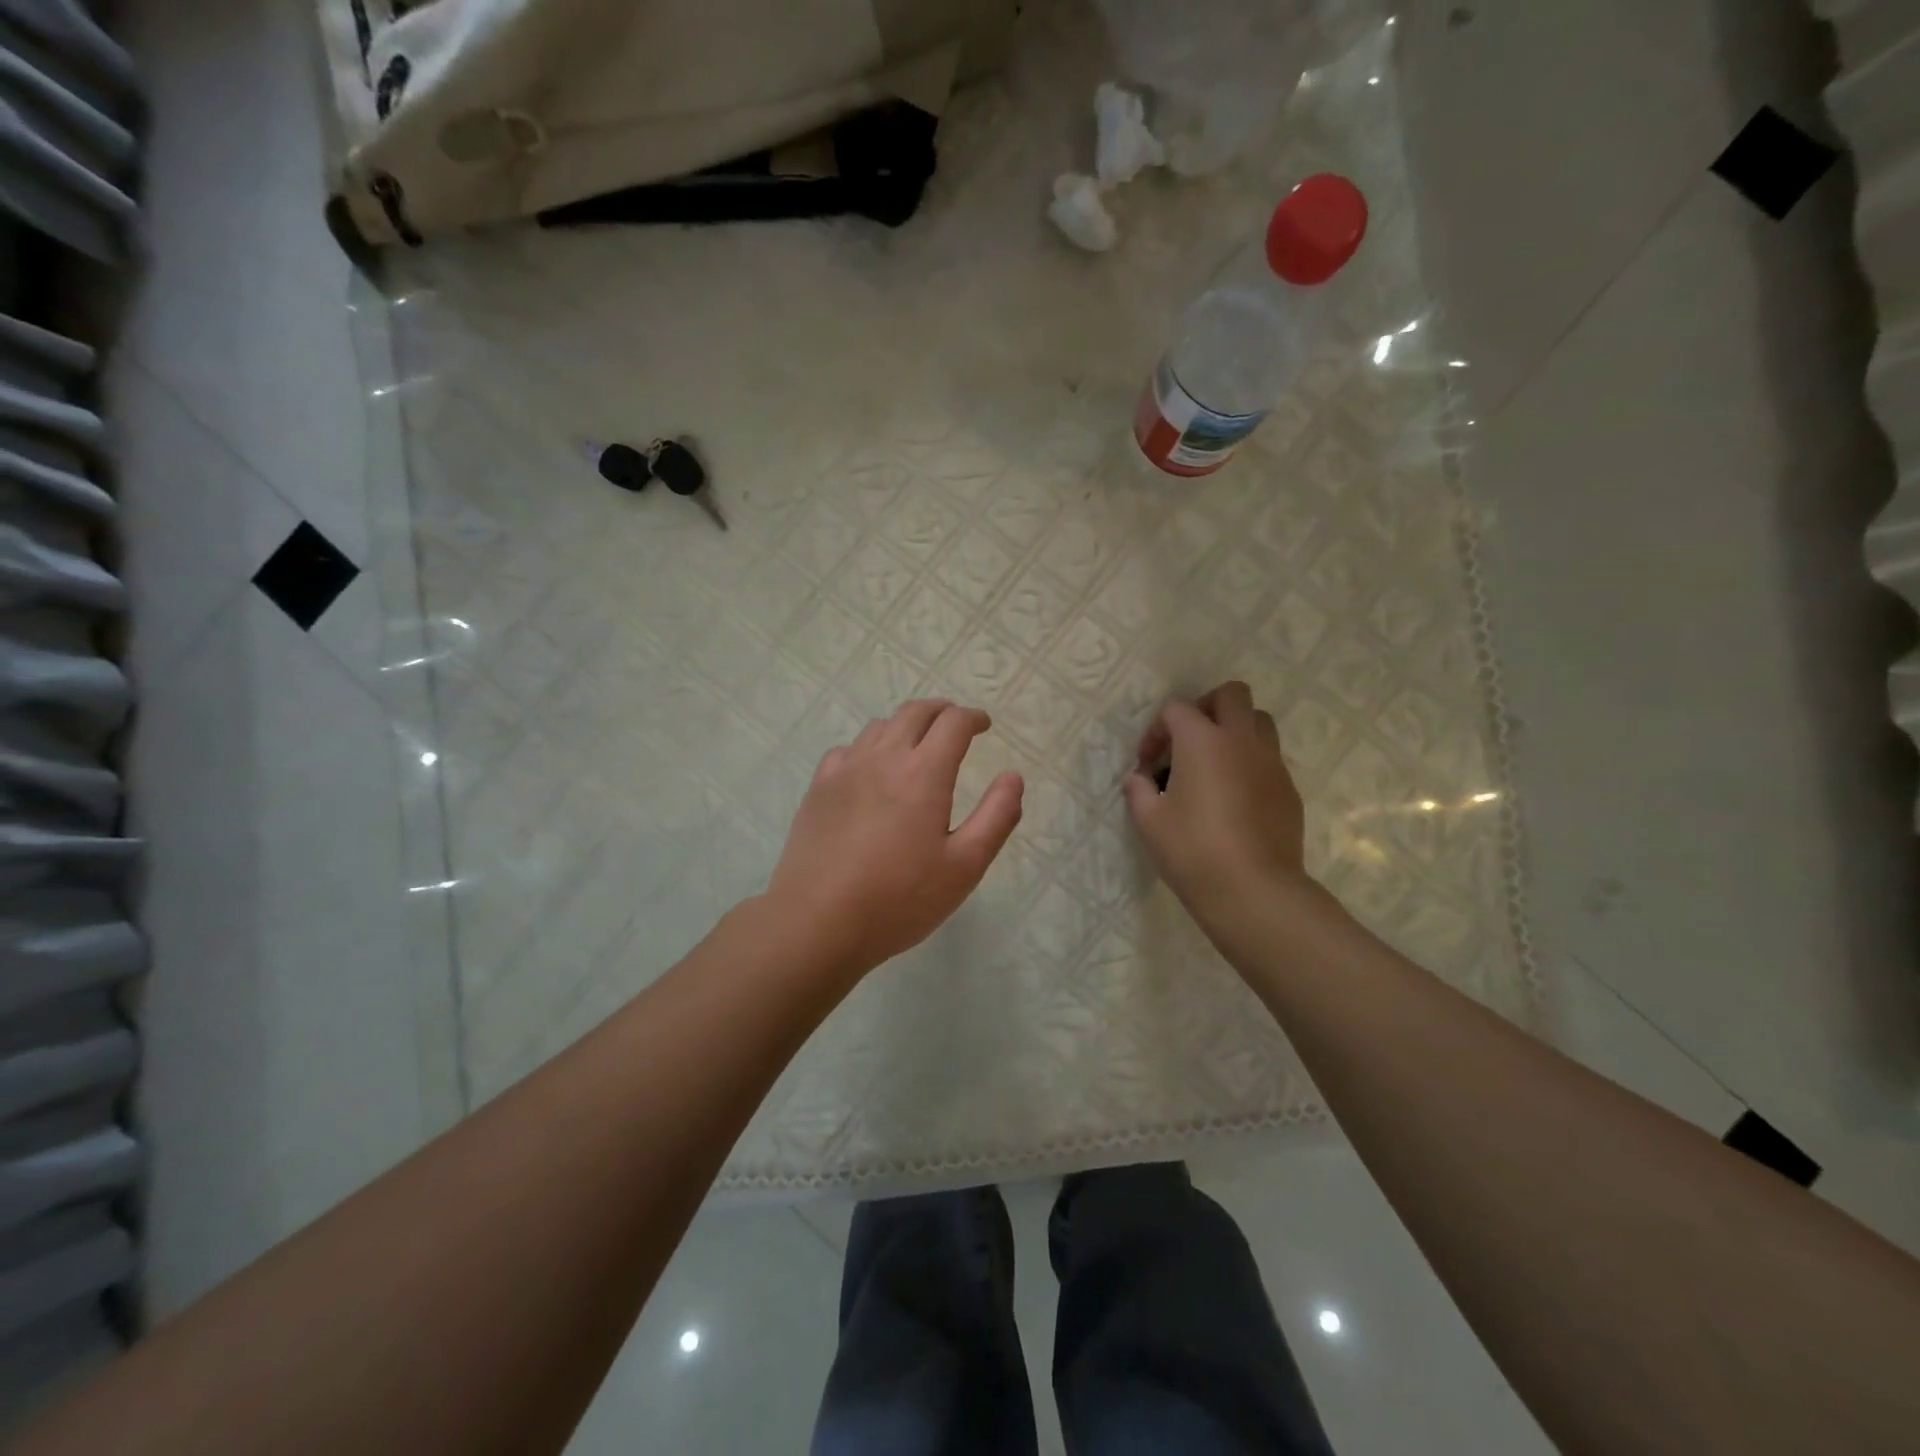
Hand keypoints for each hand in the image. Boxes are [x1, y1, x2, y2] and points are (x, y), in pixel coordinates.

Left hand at [767, 699, 1024, 975]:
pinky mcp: (818, 788)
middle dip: (941, 711)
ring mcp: (845, 770)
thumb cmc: (899, 898)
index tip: (984, 725)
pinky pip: (848, 749)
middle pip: (914, 713)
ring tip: (917, 745)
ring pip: (880, 727)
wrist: (817, 921)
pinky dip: (869, 747)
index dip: (973, 718)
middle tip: (955, 724)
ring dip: (906, 725)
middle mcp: (883, 758)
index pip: (953, 723)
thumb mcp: (965, 866)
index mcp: (923, 773)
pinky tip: (870, 770)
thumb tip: (1013, 777)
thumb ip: (996, 816)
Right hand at [1123, 682, 1309, 919]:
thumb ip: (1138, 789)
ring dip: (1234, 730)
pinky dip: (1249, 763)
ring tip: (1214, 764)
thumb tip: (1139, 778)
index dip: (1155, 730)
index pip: (1177, 708)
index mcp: (1202, 741)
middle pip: (1231, 695)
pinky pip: (1269, 758)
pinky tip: (1234, 797)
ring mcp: (1271, 763)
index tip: (1147, 764)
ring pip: (1259, 721)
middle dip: (1206, 708)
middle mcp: (1241, 740)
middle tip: (1188, 741)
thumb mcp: (1148, 820)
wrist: (1253, 890)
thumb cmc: (1192, 850)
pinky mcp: (1288, 788)